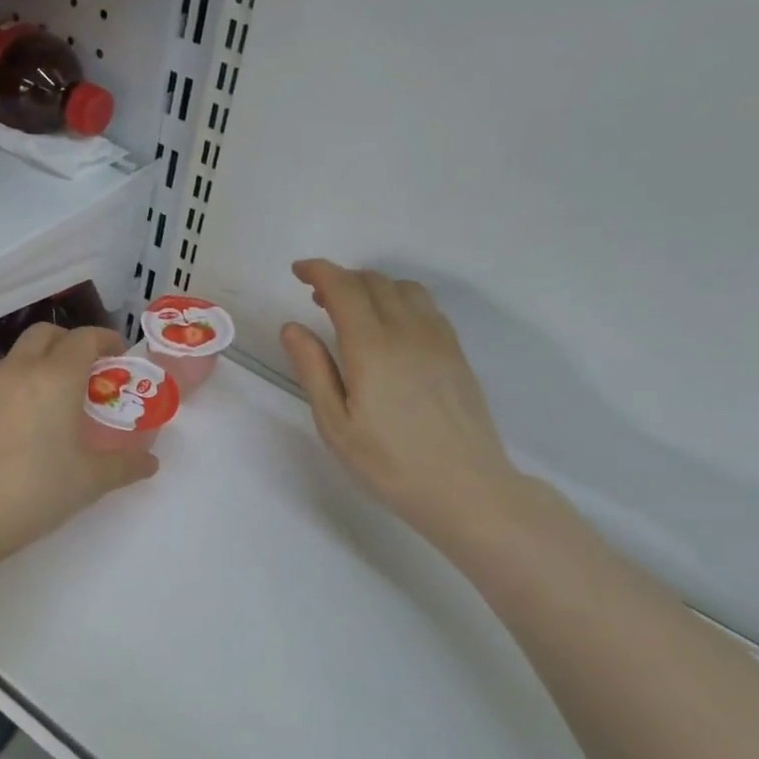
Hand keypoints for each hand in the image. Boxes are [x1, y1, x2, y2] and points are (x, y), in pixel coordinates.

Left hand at [0, 322, 158, 575]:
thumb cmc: (35, 491)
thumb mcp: (90, 481)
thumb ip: (125, 465)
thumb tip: (150, 462)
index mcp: (56, 377)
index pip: (84, 338)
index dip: (106, 340)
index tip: (119, 356)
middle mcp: (21, 370)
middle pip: (47, 333)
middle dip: (71, 342)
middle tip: (89, 371)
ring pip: (20, 354)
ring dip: (43, 361)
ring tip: (59, 397)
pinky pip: (2, 379)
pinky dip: (21, 382)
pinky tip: (27, 419)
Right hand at [280, 260, 524, 545]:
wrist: (465, 487)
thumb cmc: (389, 462)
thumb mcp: (335, 424)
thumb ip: (313, 369)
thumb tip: (293, 327)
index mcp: (371, 347)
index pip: (344, 287)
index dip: (319, 271)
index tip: (298, 271)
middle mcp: (407, 331)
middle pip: (373, 281)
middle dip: (341, 279)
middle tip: (317, 297)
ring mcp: (438, 339)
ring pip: (403, 288)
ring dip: (372, 287)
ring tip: (353, 310)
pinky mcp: (456, 352)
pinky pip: (426, 306)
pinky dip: (400, 300)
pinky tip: (390, 327)